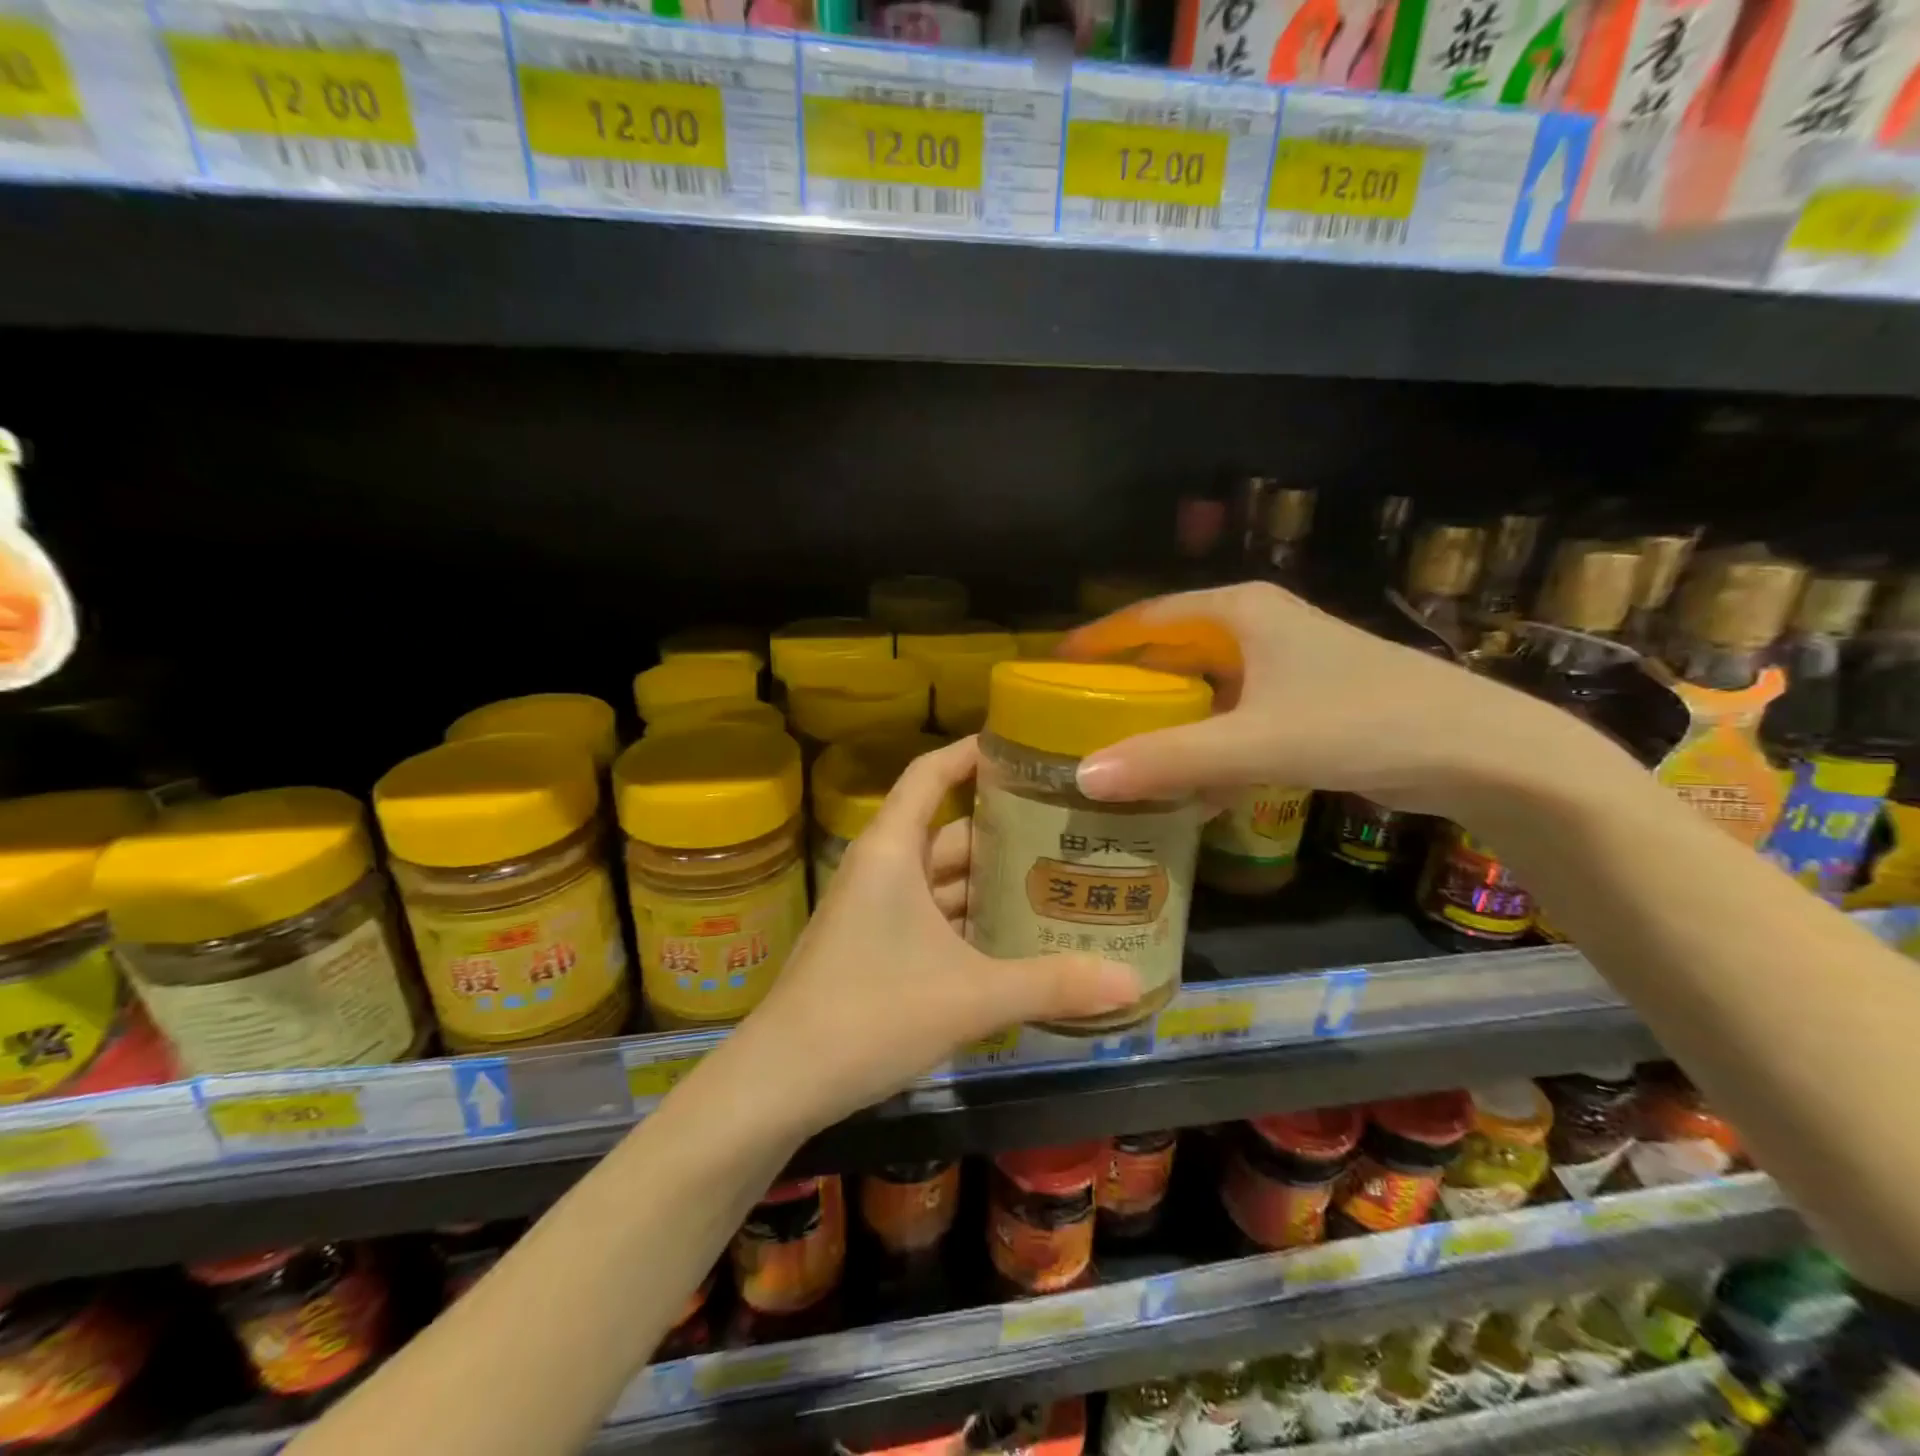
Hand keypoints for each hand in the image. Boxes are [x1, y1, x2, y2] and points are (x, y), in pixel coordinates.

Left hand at [740, 737, 1139, 1132]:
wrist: (780, 1081)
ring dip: (989, 881)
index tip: (1023, 748)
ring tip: (1056, 880)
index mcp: (893, 850)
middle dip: (1003, 830)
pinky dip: (969, 919)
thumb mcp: (970, 996)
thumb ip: (1051, 985)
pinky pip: (931, 915)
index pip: (930, 773)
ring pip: (941, 878)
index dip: (971, 752)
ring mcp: (874, 909)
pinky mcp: (873, 946)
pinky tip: (1013, 938)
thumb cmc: (870, 1013)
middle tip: (1070, 829)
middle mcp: (882, 868)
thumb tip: (1132, 983)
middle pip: (948, 829)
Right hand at [1059, 581, 1626, 823]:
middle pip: (1171, 650)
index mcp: (1240, 613)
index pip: (1147, 616)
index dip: (1098, 639)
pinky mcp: (1303, 704)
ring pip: (1203, 688)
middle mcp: (1258, 629)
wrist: (1479, 752)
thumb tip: (1083, 778)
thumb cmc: (1361, 723)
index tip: (1052, 666)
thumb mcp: (1256, 742)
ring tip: (1118, 748)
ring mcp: (1283, 667)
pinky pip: (1233, 718)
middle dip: (1126, 681)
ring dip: (1165, 717)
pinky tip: (1187, 785)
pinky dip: (1206, 744)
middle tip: (1076, 713)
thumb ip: (1168, 760)